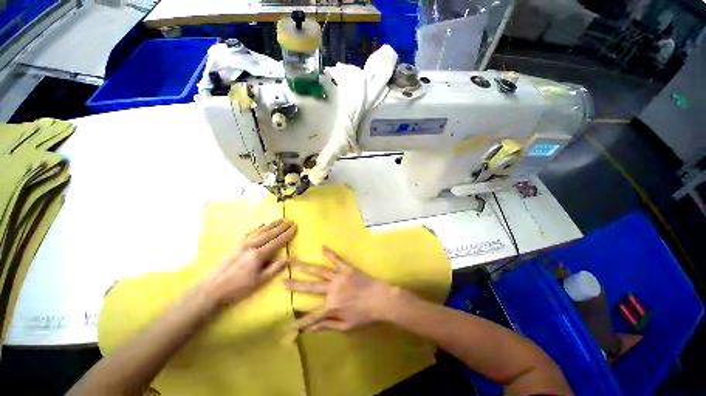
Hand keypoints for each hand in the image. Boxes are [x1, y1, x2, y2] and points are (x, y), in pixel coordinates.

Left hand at [201, 219, 296, 307]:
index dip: (287, 234)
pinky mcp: (236, 244)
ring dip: (272, 224)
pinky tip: (263, 224)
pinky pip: (250, 232)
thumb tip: (288, 259)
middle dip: (282, 226)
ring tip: (281, 219)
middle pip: (270, 233)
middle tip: (291, 220)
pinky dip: (258, 227)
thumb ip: (274, 269)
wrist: (212, 288)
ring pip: (261, 231)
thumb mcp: (259, 282)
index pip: (277, 241)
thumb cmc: (238, 288)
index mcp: (258, 255)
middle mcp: (251, 245)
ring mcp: (243, 243)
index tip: (295, 227)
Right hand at [284, 246, 396, 332]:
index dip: (300, 323)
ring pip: (319, 270)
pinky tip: (322, 247)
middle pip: (310, 287)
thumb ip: (328, 325)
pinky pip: (337, 259)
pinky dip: (330, 253)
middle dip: (294, 285)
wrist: (380, 298)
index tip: (288, 326)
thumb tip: (310, 330)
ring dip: (305, 266)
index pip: (312, 316)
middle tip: (282, 281)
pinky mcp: (347, 268)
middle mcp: (332, 289)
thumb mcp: (347, 326)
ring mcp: (339, 276)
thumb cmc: (364, 314)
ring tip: (293, 261)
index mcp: (331, 306)